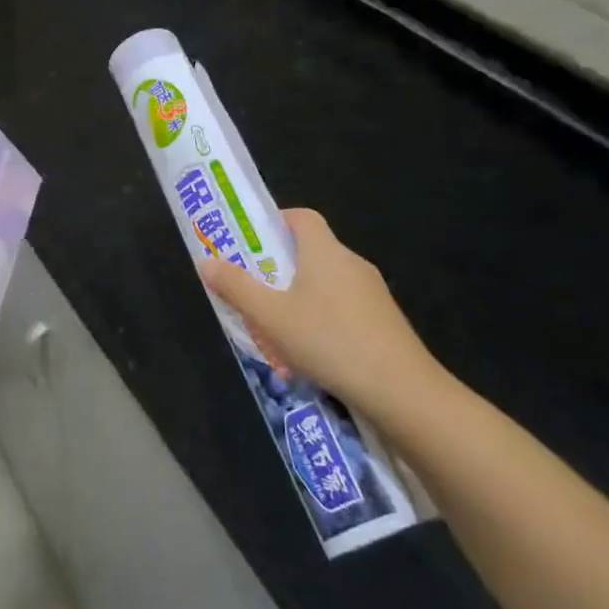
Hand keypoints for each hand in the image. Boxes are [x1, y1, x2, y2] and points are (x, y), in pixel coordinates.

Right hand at [201, 208, 449, 431]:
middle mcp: (351, 263)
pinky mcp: (384, 323)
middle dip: (279, 269)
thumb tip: (206, 261)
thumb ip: (236, 287)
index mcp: (324, 251)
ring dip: (300, 300)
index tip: (251, 244)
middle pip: (311, 252)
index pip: (301, 216)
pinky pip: (344, 310)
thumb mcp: (270, 316)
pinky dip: (323, 322)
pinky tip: (310, 356)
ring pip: (326, 285)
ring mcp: (372, 294)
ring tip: (276, 331)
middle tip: (253, 292)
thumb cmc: (328, 340)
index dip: (274, 223)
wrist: (402, 391)